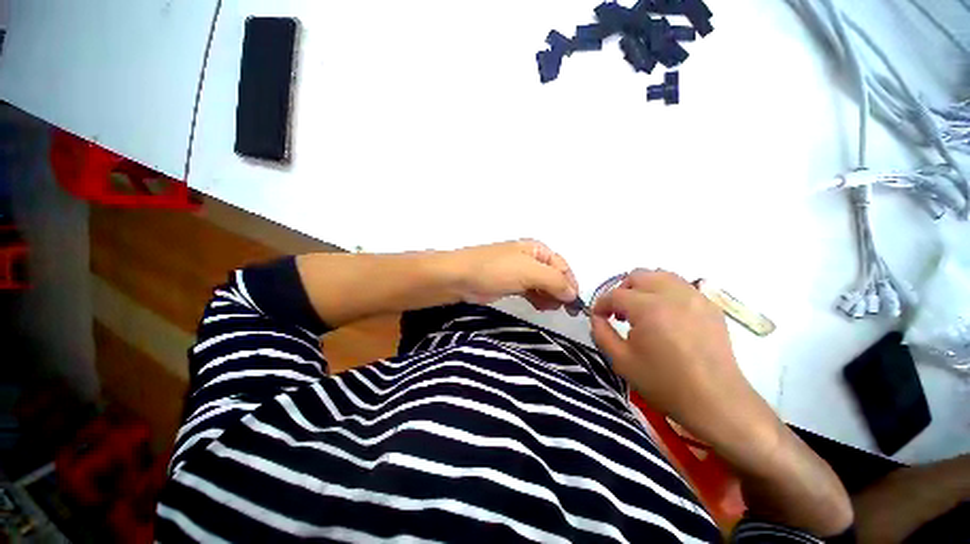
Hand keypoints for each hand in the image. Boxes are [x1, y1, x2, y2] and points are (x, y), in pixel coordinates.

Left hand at [445, 239, 578, 310]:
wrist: (459, 278)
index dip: (570, 283)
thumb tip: (572, 294)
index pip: (562, 265)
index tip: (574, 304)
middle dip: (560, 291)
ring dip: (549, 296)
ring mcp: (519, 272)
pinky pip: (530, 291)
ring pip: (542, 285)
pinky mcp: (510, 284)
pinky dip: (538, 299)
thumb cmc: (495, 270)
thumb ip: (554, 281)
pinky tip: (540, 307)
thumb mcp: (528, 271)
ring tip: (550, 309)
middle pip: (553, 275)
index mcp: (536, 249)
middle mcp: (530, 258)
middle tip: (563, 310)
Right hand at [590, 269, 779, 463]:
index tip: (598, 316)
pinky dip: (665, 293)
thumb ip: (601, 333)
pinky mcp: (710, 306)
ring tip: (642, 309)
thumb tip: (596, 317)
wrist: (716, 401)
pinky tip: (665, 315)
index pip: (615, 294)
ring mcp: (695, 297)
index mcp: (648, 308)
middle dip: (622, 290)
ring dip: (644, 287)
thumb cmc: (664, 383)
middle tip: (619, 312)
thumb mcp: (621, 360)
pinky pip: (681, 287)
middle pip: (638, 276)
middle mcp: (672, 294)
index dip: (601, 304)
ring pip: (661, 275)